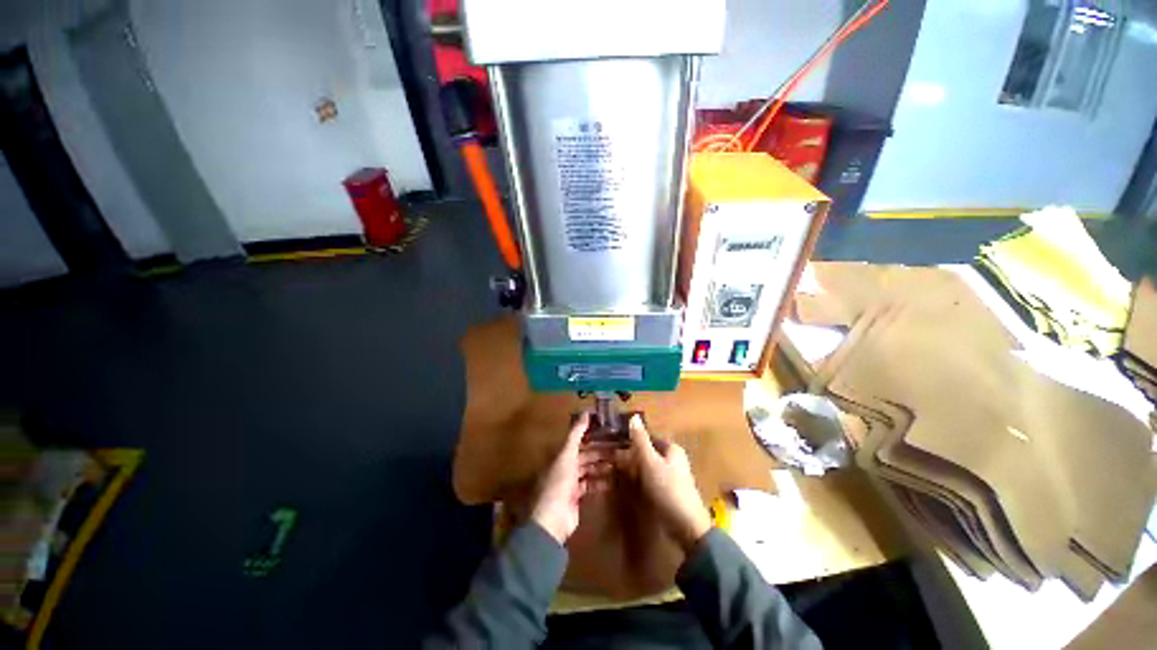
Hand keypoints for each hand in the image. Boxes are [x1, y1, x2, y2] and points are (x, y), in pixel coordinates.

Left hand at [530, 411, 612, 543]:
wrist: (552, 519)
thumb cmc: (558, 482)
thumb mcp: (567, 454)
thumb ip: (576, 434)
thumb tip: (586, 412)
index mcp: (560, 455)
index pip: (577, 442)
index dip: (591, 436)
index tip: (608, 431)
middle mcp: (564, 467)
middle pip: (584, 456)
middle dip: (600, 452)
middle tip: (618, 448)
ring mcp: (570, 483)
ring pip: (588, 470)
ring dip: (602, 466)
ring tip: (619, 463)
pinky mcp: (576, 498)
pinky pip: (590, 486)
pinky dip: (600, 482)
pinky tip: (613, 480)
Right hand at [616, 415, 712, 552]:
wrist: (686, 526)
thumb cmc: (668, 489)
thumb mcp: (651, 462)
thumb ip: (641, 440)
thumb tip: (633, 416)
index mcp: (672, 449)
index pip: (648, 437)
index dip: (632, 439)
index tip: (614, 443)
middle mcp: (672, 460)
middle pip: (647, 452)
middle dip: (630, 455)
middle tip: (610, 460)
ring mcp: (670, 477)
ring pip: (646, 467)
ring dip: (631, 469)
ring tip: (613, 473)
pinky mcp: (666, 492)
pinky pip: (648, 481)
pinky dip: (637, 481)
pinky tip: (625, 486)